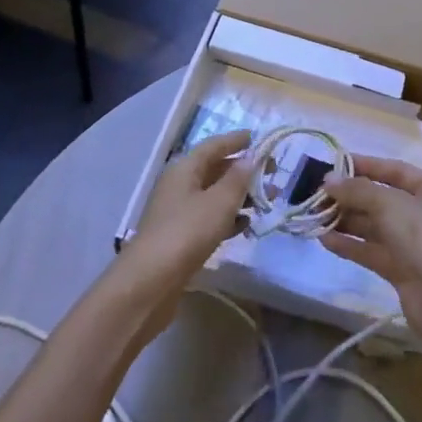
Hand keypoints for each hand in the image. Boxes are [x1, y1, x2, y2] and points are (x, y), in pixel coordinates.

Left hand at [127, 130, 253, 283]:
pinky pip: (209, 218)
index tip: (258, 138)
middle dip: (244, 171)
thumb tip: (250, 158)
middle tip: (271, 174)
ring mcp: (178, 212)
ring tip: (266, 201)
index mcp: (185, 168)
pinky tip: (245, 226)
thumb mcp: (219, 202)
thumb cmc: (187, 232)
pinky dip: (228, 218)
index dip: (236, 140)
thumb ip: (238, 178)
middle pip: (215, 170)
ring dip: (240, 196)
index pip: (214, 145)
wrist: (149, 283)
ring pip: (214, 195)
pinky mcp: (181, 237)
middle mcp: (179, 185)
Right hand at [320, 155, 421, 333]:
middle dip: (351, 197)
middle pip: (382, 199)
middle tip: (319, 195)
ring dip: (347, 221)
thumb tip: (329, 179)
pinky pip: (372, 250)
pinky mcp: (402, 269)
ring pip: (375, 226)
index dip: (366, 165)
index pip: (395, 170)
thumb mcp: (389, 203)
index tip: (336, 164)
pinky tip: (325, 240)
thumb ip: (357, 190)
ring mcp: (414, 243)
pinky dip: (351, 245)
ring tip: (316, 216)